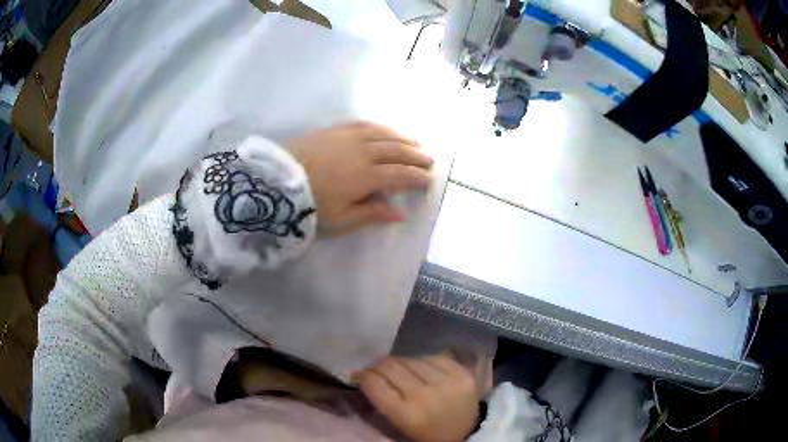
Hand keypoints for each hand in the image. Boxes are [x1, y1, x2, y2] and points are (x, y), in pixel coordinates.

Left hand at [287, 122, 433, 235]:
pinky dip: (381, 127)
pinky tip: (386, 129)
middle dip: (416, 155)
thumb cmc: (310, 205)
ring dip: (403, 138)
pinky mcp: (335, 129)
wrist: (276, 182)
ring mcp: (349, 137)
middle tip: (429, 160)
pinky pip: (365, 124)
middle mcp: (363, 152)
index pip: (400, 175)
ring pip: (384, 134)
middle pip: (397, 151)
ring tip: (415, 143)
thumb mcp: (341, 219)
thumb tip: (400, 213)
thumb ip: (372, 214)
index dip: (417, 177)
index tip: (430, 179)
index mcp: (367, 177)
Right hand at [354, 354, 479, 441]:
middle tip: (375, 370)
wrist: (467, 434)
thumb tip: (363, 377)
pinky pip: (433, 356)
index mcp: (406, 414)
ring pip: (411, 359)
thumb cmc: (427, 435)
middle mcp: (425, 395)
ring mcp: (447, 381)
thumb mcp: (399, 426)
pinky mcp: (462, 373)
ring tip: (398, 369)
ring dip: (400, 363)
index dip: (362, 375)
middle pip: (391, 367)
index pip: (374, 383)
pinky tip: (421, 369)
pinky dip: (422, 361)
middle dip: (377, 366)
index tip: (358, 376)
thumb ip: (380, 403)